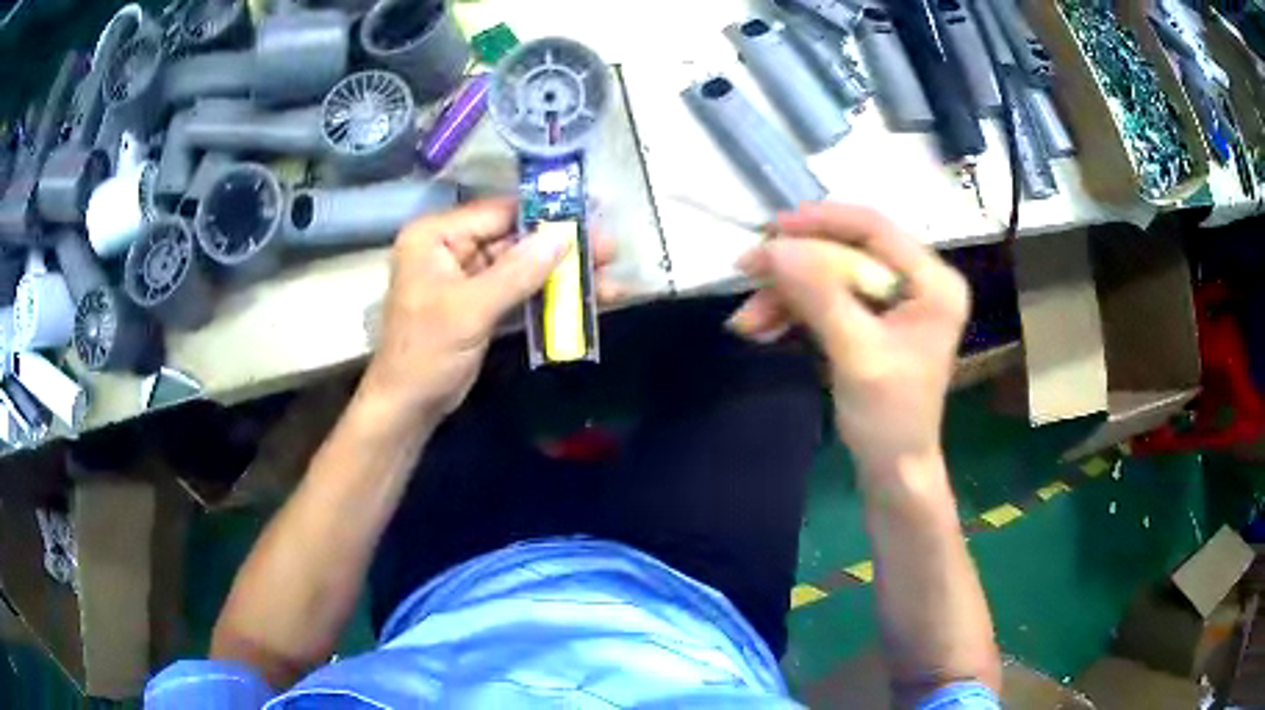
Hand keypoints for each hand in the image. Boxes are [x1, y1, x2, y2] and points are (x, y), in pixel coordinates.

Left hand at [360, 198, 616, 427]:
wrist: (408, 408)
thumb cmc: (426, 353)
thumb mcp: (471, 310)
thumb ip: (518, 271)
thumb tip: (564, 235)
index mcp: (436, 237)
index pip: (497, 213)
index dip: (544, 212)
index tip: (591, 211)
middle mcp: (452, 249)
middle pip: (515, 239)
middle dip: (561, 247)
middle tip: (608, 248)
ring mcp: (468, 278)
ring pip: (523, 267)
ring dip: (561, 274)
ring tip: (607, 277)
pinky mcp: (482, 305)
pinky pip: (520, 292)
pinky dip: (549, 297)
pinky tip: (585, 300)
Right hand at [728, 203, 968, 474]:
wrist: (893, 470)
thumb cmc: (889, 419)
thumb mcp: (857, 355)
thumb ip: (820, 296)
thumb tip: (775, 246)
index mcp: (933, 283)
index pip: (875, 228)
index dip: (822, 222)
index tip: (771, 229)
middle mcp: (918, 281)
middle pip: (848, 249)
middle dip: (795, 264)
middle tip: (747, 271)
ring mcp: (895, 301)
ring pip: (831, 274)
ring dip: (786, 293)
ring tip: (747, 321)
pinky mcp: (873, 319)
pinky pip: (828, 298)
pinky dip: (793, 310)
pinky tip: (763, 327)